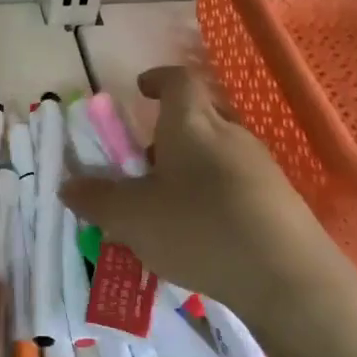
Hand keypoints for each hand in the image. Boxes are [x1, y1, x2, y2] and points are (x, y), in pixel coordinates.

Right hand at [61, 67, 356, 315]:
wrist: (288, 277)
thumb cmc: (199, 229)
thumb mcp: (131, 217)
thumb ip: (96, 199)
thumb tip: (68, 186)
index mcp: (191, 124)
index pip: (178, 80)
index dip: (158, 79)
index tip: (140, 90)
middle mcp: (229, 134)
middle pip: (198, 117)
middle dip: (168, 135)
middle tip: (144, 165)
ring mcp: (260, 166)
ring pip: (216, 153)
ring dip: (189, 169)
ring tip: (167, 208)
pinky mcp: (280, 200)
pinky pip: (236, 183)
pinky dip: (213, 196)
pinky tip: (202, 234)